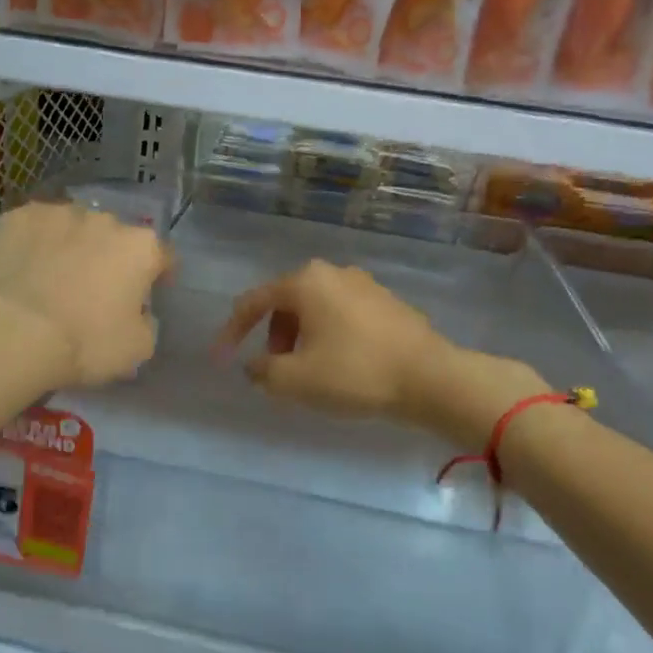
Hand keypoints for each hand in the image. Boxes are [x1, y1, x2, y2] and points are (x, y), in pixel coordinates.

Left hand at [0, 202, 171, 387]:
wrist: (10, 330)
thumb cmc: (84, 341)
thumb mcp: (137, 349)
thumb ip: (147, 324)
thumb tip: (138, 314)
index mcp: (141, 248)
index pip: (163, 256)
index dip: (159, 275)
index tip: (150, 293)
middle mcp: (105, 220)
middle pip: (116, 237)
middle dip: (111, 257)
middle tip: (96, 289)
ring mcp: (59, 213)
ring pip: (74, 228)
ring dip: (72, 246)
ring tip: (54, 276)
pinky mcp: (17, 217)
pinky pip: (35, 230)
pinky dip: (34, 244)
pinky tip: (23, 268)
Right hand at [215, 260, 452, 421]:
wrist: (431, 378)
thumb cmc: (355, 373)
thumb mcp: (295, 380)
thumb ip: (262, 371)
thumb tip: (256, 366)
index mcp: (305, 282)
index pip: (253, 302)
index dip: (232, 332)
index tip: (222, 360)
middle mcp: (332, 273)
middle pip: (286, 302)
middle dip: (272, 336)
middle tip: (276, 369)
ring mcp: (364, 284)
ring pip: (315, 308)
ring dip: (300, 337)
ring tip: (308, 371)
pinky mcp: (387, 301)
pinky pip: (341, 314)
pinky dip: (328, 335)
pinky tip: (340, 365)